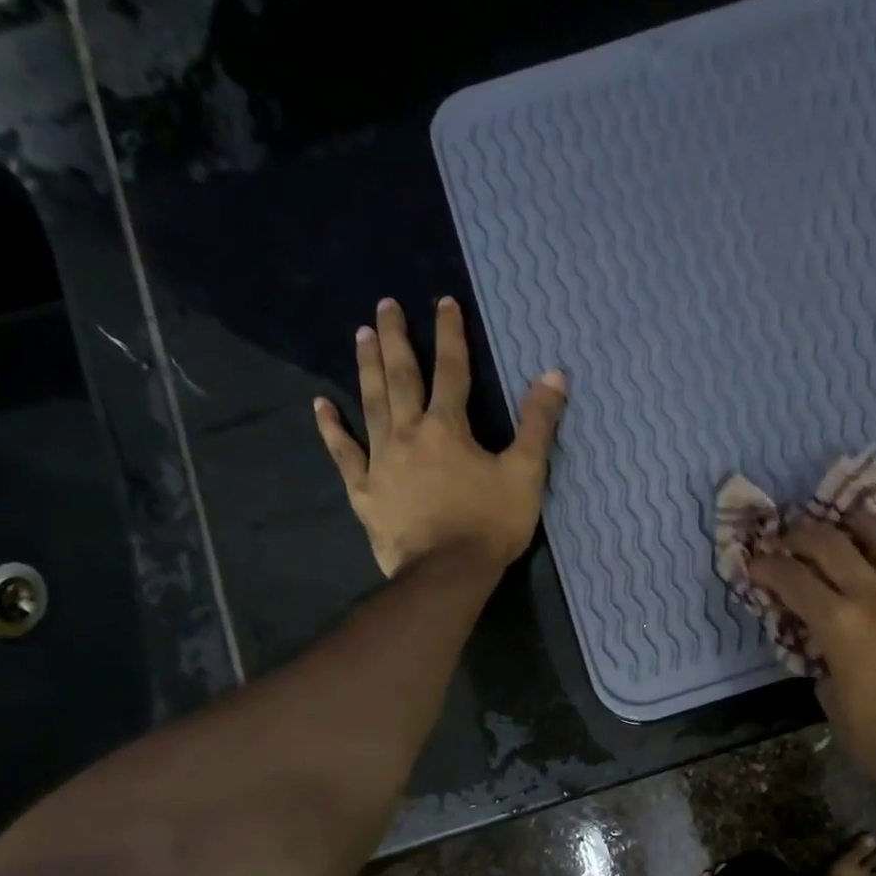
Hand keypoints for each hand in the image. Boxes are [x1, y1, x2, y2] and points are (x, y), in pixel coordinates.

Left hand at [314, 297, 566, 575]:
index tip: (443, 302)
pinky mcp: (365, 491)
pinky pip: (344, 453)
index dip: (450, 335)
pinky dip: (332, 429)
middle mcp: (409, 434)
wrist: (447, 573)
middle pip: (401, 378)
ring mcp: (381, 461)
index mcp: (449, 428)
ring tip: (361, 335)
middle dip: (397, 339)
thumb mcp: (526, 474)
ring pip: (371, 405)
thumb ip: (538, 424)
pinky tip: (321, 406)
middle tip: (385, 304)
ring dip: (367, 368)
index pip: (452, 371)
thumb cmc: (490, 524)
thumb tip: (554, 375)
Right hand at [748, 513, 875, 794]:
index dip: (766, 566)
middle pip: (831, 541)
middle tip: (791, 540)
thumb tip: (818, 635)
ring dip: (861, 525)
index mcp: (841, 626)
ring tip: (851, 533)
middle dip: (801, 534)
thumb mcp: (831, 701)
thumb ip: (820, 657)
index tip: (755, 563)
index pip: (792, 578)